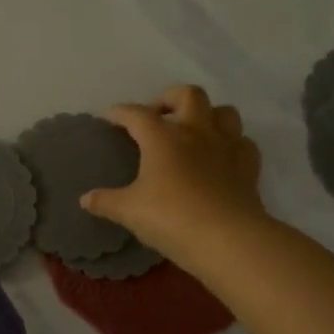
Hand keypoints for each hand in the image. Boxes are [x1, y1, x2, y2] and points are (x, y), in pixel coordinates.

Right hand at [82, 85, 264, 264]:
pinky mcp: (248, 168)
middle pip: (188, 95)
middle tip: (158, 116)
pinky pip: (244, 144)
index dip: (120, 112)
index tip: (110, 117)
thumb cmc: (170, 218)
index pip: (137, 114)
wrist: (227, 239)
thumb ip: (106, 201)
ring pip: (225, 112)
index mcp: (162, 137)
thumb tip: (85, 199)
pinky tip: (222, 158)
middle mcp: (196, 132)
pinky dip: (233, 145)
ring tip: (194, 131)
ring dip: (208, 115)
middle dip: (170, 98)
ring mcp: (226, 147)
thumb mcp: (129, 211)